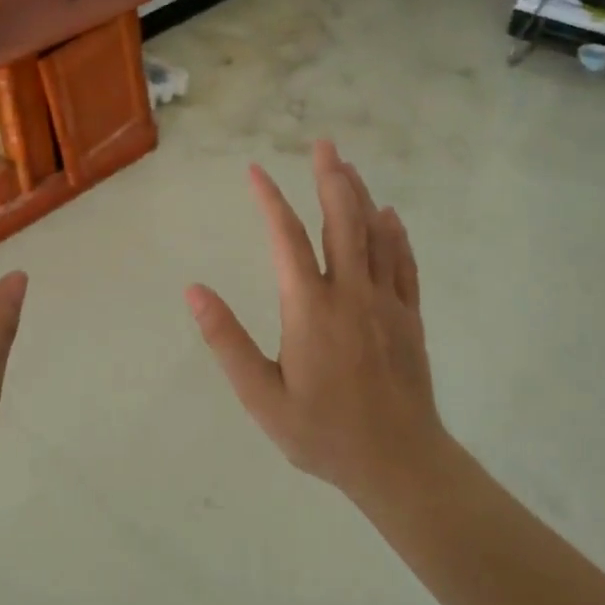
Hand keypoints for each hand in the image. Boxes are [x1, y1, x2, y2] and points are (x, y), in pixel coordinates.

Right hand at [186, 141, 450, 501]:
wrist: (399, 462)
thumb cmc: (322, 433)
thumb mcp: (261, 396)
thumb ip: (226, 341)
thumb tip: (194, 291)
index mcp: (309, 308)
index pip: (285, 238)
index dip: (269, 199)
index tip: (255, 171)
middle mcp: (350, 293)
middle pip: (341, 220)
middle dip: (331, 177)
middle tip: (324, 143)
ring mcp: (386, 302)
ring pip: (375, 234)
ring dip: (360, 195)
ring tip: (348, 166)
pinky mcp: (410, 317)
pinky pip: (403, 263)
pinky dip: (395, 234)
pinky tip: (390, 216)